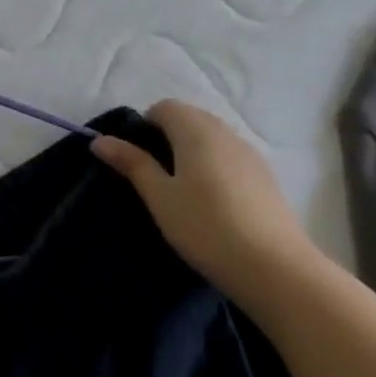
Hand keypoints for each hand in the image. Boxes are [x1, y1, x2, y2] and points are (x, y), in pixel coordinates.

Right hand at [91, 101, 329, 312]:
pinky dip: (213, 166)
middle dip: (166, 137)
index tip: (135, 158)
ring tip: (180, 190)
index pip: (164, 107)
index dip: (144, 125)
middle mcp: (226, 133)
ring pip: (212, 138)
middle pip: (190, 118)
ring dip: (191, 151)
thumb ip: (132, 163)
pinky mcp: (266, 177)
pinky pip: (230, 156)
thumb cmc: (205, 227)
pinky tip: (210, 201)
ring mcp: (251, 155)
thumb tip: (100, 139)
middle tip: (153, 175)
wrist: (275, 269)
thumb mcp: (159, 196)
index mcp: (196, 131)